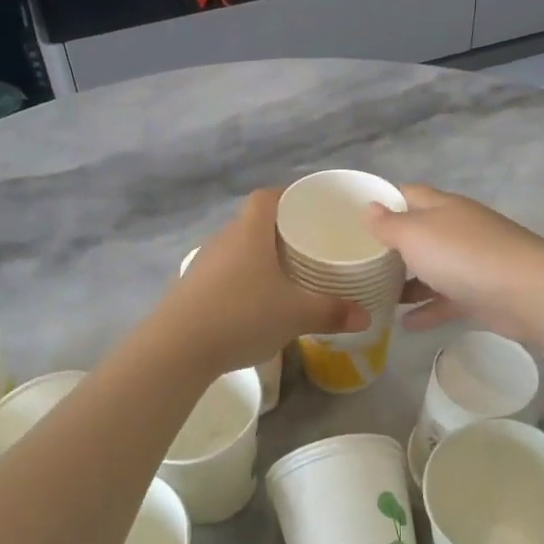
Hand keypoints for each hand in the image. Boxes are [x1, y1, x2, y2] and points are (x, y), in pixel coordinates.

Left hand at [157, 190, 367, 373]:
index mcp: (250, 232)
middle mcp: (224, 239)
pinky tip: (254, 303)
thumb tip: (365, 315)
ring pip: (237, 249)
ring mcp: (204, 263)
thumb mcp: (296, 315)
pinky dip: (242, 280)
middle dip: (279, 231)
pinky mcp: (191, 288)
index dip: (288, 196)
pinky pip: (224, 273)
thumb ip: (332, 312)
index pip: (267, 197)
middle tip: (307, 246)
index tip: (310, 208)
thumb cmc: (242, 315)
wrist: (177, 347)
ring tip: (284, 275)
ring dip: (258, 257)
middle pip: (253, 222)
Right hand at [365, 185, 543, 346]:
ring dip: (406, 281)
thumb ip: (389, 224)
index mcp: (441, 207)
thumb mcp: (416, 235)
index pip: (407, 194)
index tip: (353, 217)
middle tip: (358, 262)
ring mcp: (469, 261)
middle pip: (418, 232)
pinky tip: (404, 325)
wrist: (528, 293)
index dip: (382, 201)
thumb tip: (369, 208)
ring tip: (375, 295)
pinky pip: (445, 299)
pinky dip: (426, 309)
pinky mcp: (479, 293)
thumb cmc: (464, 255)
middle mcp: (456, 229)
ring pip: (430, 268)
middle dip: (390, 246)